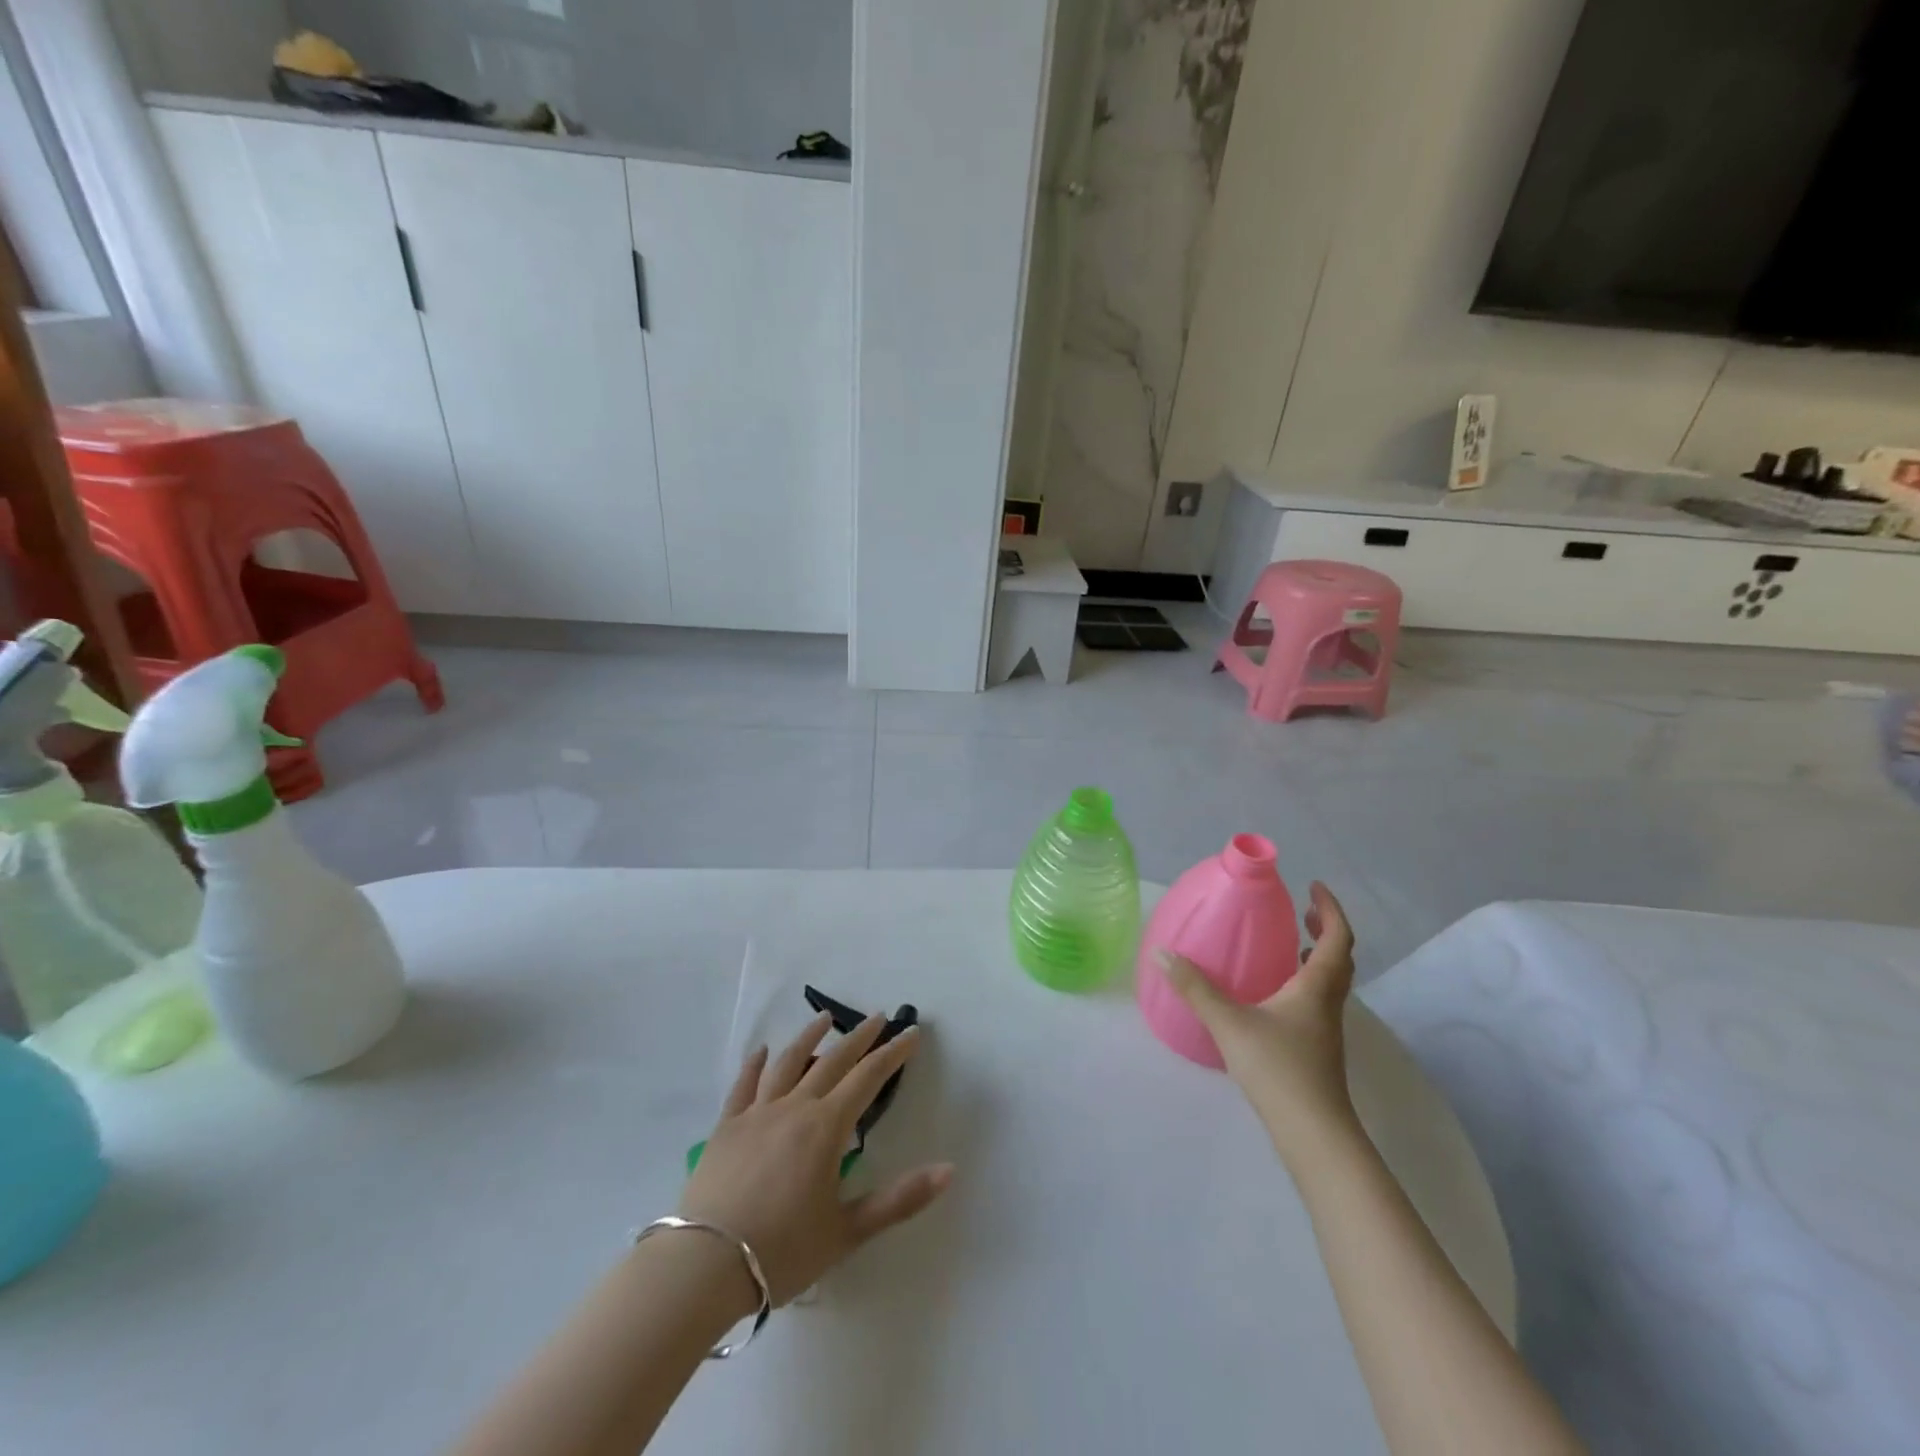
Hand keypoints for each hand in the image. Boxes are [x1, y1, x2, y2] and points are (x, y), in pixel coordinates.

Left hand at [677, 1012, 952, 1305]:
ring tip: (824, 1018)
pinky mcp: (726, 1127)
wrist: (704, 1267)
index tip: (911, 1033)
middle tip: (878, 1017)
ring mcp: (756, 1113)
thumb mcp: (848, 1231)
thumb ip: (899, 1199)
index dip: (892, 1054)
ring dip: (809, 1037)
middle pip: (832, 1061)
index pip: (867, 1078)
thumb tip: (949, 1169)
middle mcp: (794, 1107)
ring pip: (788, 1063)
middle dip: (859, 1037)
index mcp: (825, 1128)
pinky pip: (744, 1085)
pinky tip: (762, 1051)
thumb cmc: (782, 1251)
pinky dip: (756, 1064)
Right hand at [1158, 882, 1359, 1154]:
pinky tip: (1274, 993)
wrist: (1313, 1134)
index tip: (1313, 887)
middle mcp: (1327, 1003)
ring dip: (1318, 956)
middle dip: (1325, 929)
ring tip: (1291, 944)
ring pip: (1331, 981)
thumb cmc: (1277, 1069)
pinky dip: (1305, 982)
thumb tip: (1162, 953)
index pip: (1336, 938)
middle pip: (1340, 958)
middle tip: (1302, 910)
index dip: (1330, 909)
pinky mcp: (1317, 1049)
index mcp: (1315, 988)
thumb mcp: (1229, 1023)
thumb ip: (1195, 988)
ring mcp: (1325, 1029)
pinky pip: (1318, 1000)